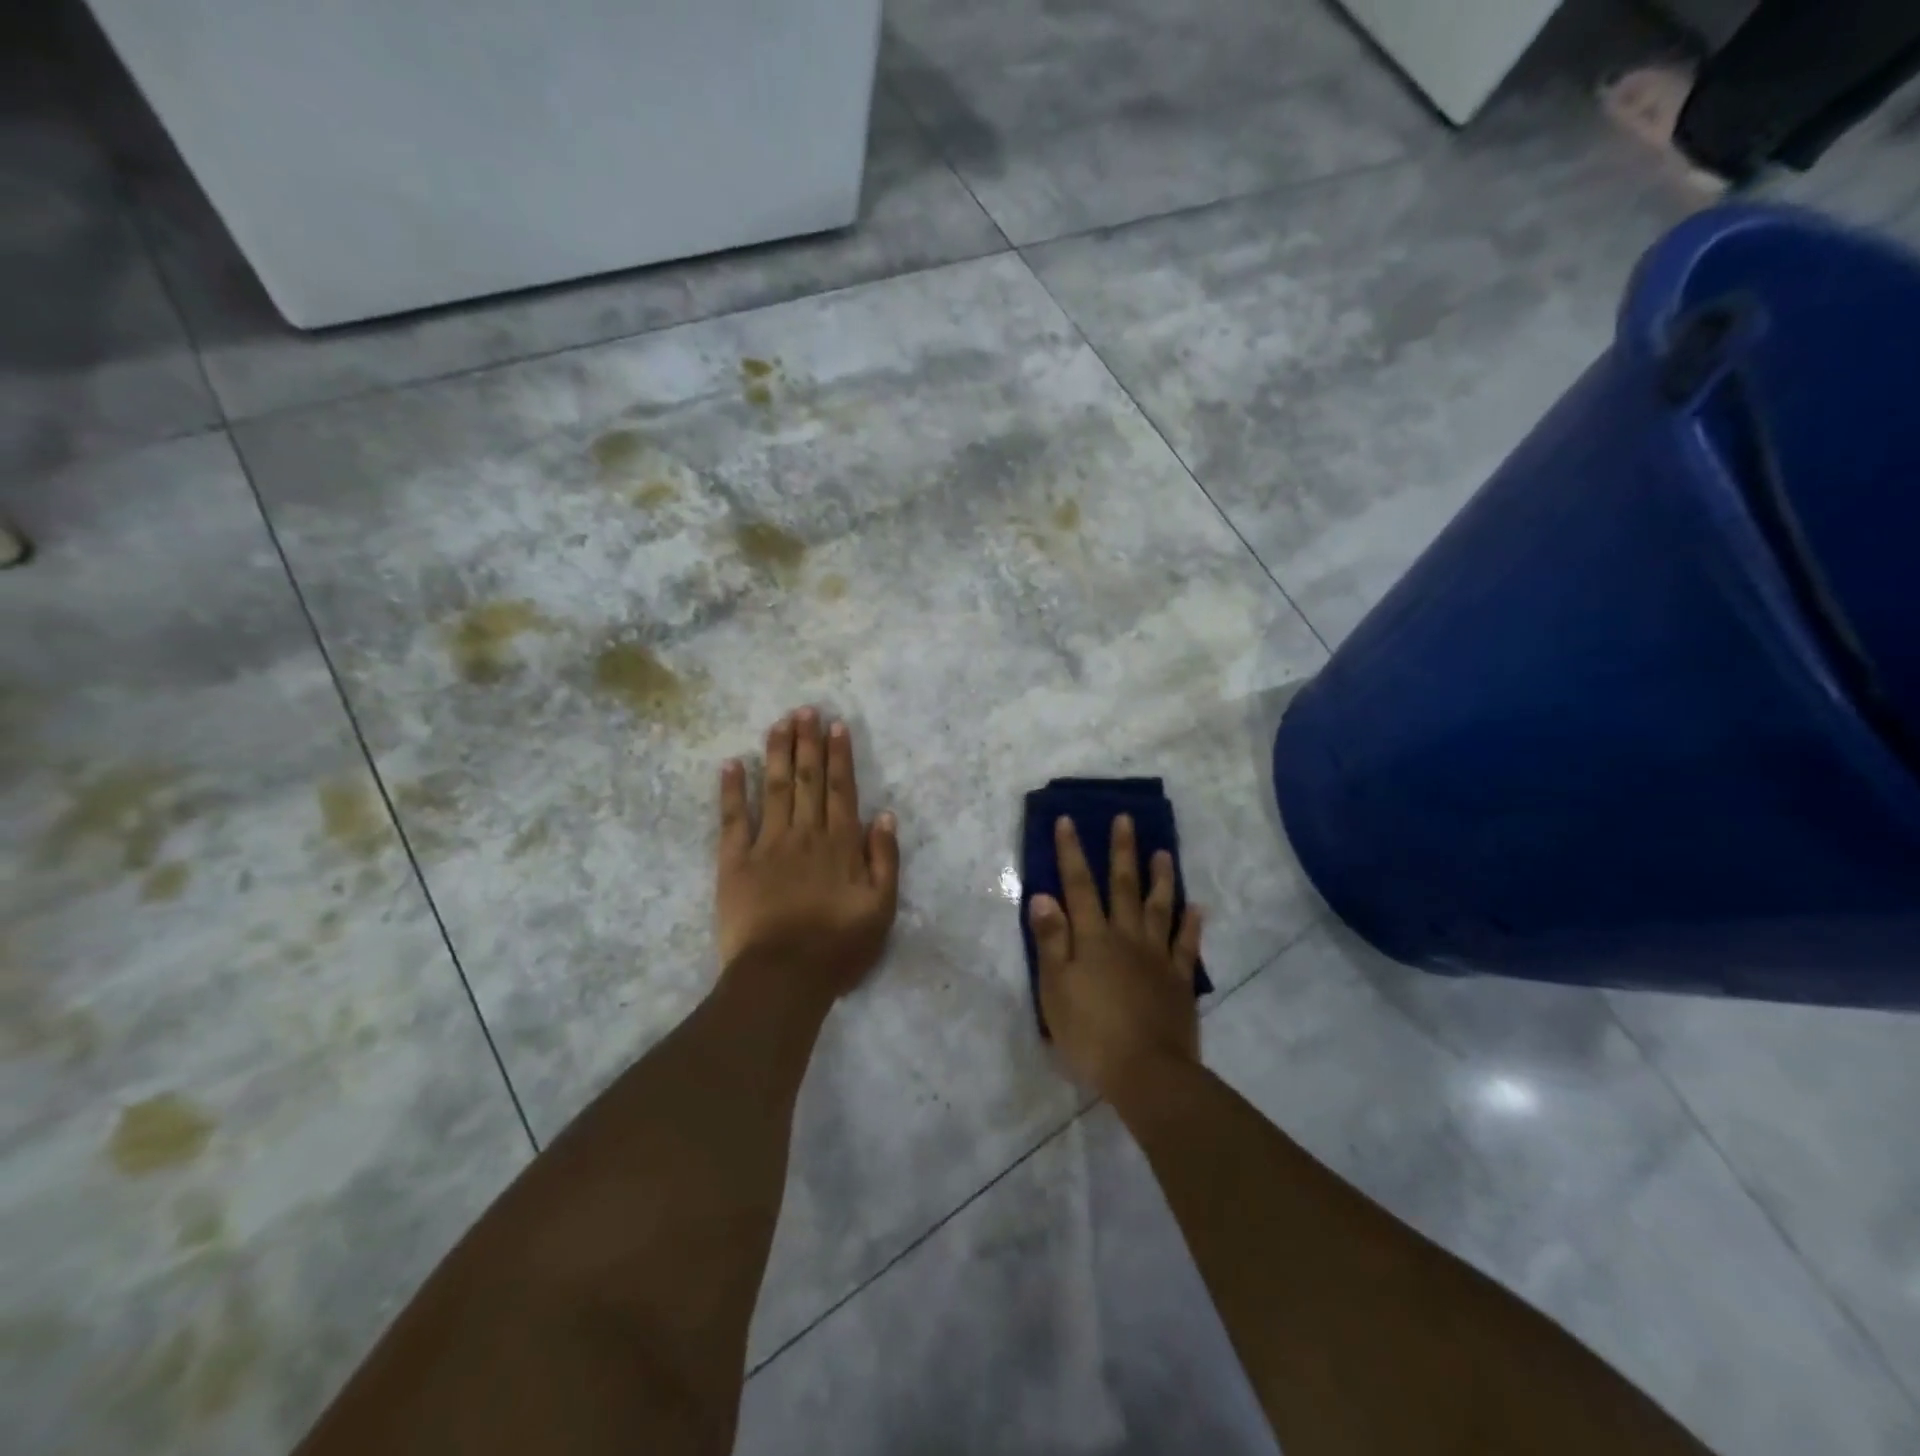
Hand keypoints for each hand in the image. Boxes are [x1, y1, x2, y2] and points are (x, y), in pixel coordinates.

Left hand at [716, 708, 900, 998]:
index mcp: (840, 844)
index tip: (835, 726)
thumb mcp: (881, 909)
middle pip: (807, 780)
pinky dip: (731, 790)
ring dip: (776, 753)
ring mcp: (767, 845)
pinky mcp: (734, 862)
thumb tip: (885, 816)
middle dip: (807, 742)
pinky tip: (731, 764)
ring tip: (778, 722)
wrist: (782, 978)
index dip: (839, 756)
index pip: (841, 789)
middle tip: (804, 709)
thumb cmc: (837, 947)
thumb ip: (885, 860)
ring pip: (773, 788)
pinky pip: (733, 819)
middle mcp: (805, 834)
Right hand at [1030, 814, 1203, 1098]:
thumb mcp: (1055, 989)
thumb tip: (1044, 894)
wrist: (1147, 1073)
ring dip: (1161, 878)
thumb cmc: (1091, 1033)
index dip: (1072, 852)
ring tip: (1164, 852)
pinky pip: (1186, 944)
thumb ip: (1051, 940)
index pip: (1079, 885)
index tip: (1069, 820)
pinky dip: (1191, 923)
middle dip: (1122, 851)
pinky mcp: (1178, 980)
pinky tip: (1196, 907)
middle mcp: (1126, 937)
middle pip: (1123, 886)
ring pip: (1159, 907)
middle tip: (1125, 819)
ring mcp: (1157, 957)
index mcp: (1093, 938)